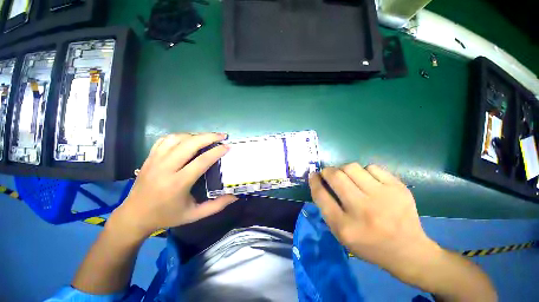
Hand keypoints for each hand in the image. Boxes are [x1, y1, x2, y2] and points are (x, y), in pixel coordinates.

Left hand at [109, 133, 237, 238]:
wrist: (134, 216)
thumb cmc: (167, 216)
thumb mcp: (194, 215)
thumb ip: (217, 206)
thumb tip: (235, 196)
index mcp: (178, 183)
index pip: (201, 161)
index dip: (217, 151)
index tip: (228, 146)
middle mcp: (165, 168)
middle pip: (189, 144)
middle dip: (209, 137)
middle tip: (222, 136)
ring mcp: (155, 161)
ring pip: (177, 139)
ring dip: (195, 135)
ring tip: (208, 137)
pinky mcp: (149, 158)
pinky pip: (165, 140)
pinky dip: (180, 136)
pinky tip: (189, 139)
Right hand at [309, 164, 439, 281]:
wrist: (408, 250)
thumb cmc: (369, 244)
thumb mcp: (341, 233)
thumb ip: (327, 208)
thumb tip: (319, 181)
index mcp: (345, 226)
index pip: (321, 195)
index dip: (314, 181)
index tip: (313, 175)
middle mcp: (363, 210)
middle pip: (336, 176)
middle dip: (327, 171)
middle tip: (328, 173)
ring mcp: (383, 197)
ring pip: (352, 167)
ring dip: (344, 169)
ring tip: (348, 177)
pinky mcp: (398, 188)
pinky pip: (371, 167)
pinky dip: (364, 171)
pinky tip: (368, 181)